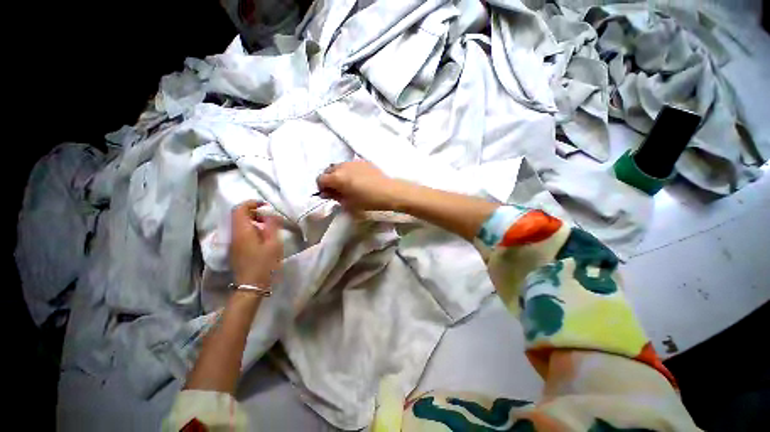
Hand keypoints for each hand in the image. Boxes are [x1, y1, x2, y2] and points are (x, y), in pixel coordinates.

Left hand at [229, 201, 282, 287]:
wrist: (251, 286)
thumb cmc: (264, 264)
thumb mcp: (273, 243)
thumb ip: (271, 226)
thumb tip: (270, 214)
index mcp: (242, 231)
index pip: (239, 209)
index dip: (251, 203)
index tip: (265, 204)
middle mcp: (234, 235)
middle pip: (239, 216)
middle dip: (254, 212)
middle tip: (269, 218)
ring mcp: (233, 243)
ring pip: (240, 224)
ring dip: (254, 221)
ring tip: (269, 228)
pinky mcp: (236, 250)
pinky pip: (242, 233)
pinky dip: (252, 229)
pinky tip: (263, 238)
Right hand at [316, 161, 403, 211]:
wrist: (389, 192)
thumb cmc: (368, 201)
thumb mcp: (349, 204)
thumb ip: (335, 197)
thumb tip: (328, 193)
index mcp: (337, 177)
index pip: (320, 179)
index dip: (322, 187)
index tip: (328, 194)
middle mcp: (343, 166)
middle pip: (328, 170)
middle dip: (329, 179)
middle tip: (337, 189)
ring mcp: (353, 162)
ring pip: (339, 166)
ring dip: (339, 174)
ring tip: (347, 183)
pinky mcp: (363, 161)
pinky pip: (351, 165)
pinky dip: (349, 171)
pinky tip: (358, 179)